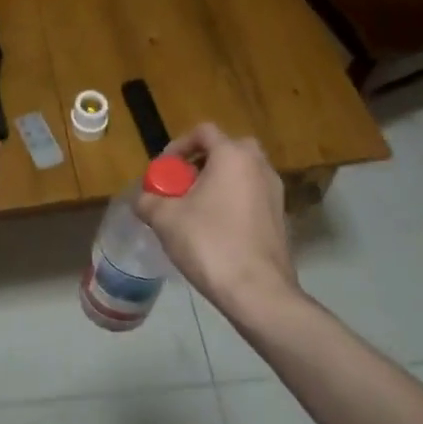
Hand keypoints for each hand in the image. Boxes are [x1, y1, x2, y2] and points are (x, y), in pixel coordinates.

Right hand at [135, 123, 302, 320]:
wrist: (258, 291)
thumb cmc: (210, 243)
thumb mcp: (165, 219)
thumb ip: (148, 200)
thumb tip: (142, 199)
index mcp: (233, 156)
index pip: (203, 132)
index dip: (178, 146)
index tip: (163, 170)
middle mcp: (259, 166)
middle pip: (226, 149)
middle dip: (201, 163)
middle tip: (181, 185)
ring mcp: (274, 193)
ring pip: (240, 174)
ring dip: (217, 183)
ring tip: (194, 210)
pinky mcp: (280, 217)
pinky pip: (251, 196)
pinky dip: (232, 202)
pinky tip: (215, 230)